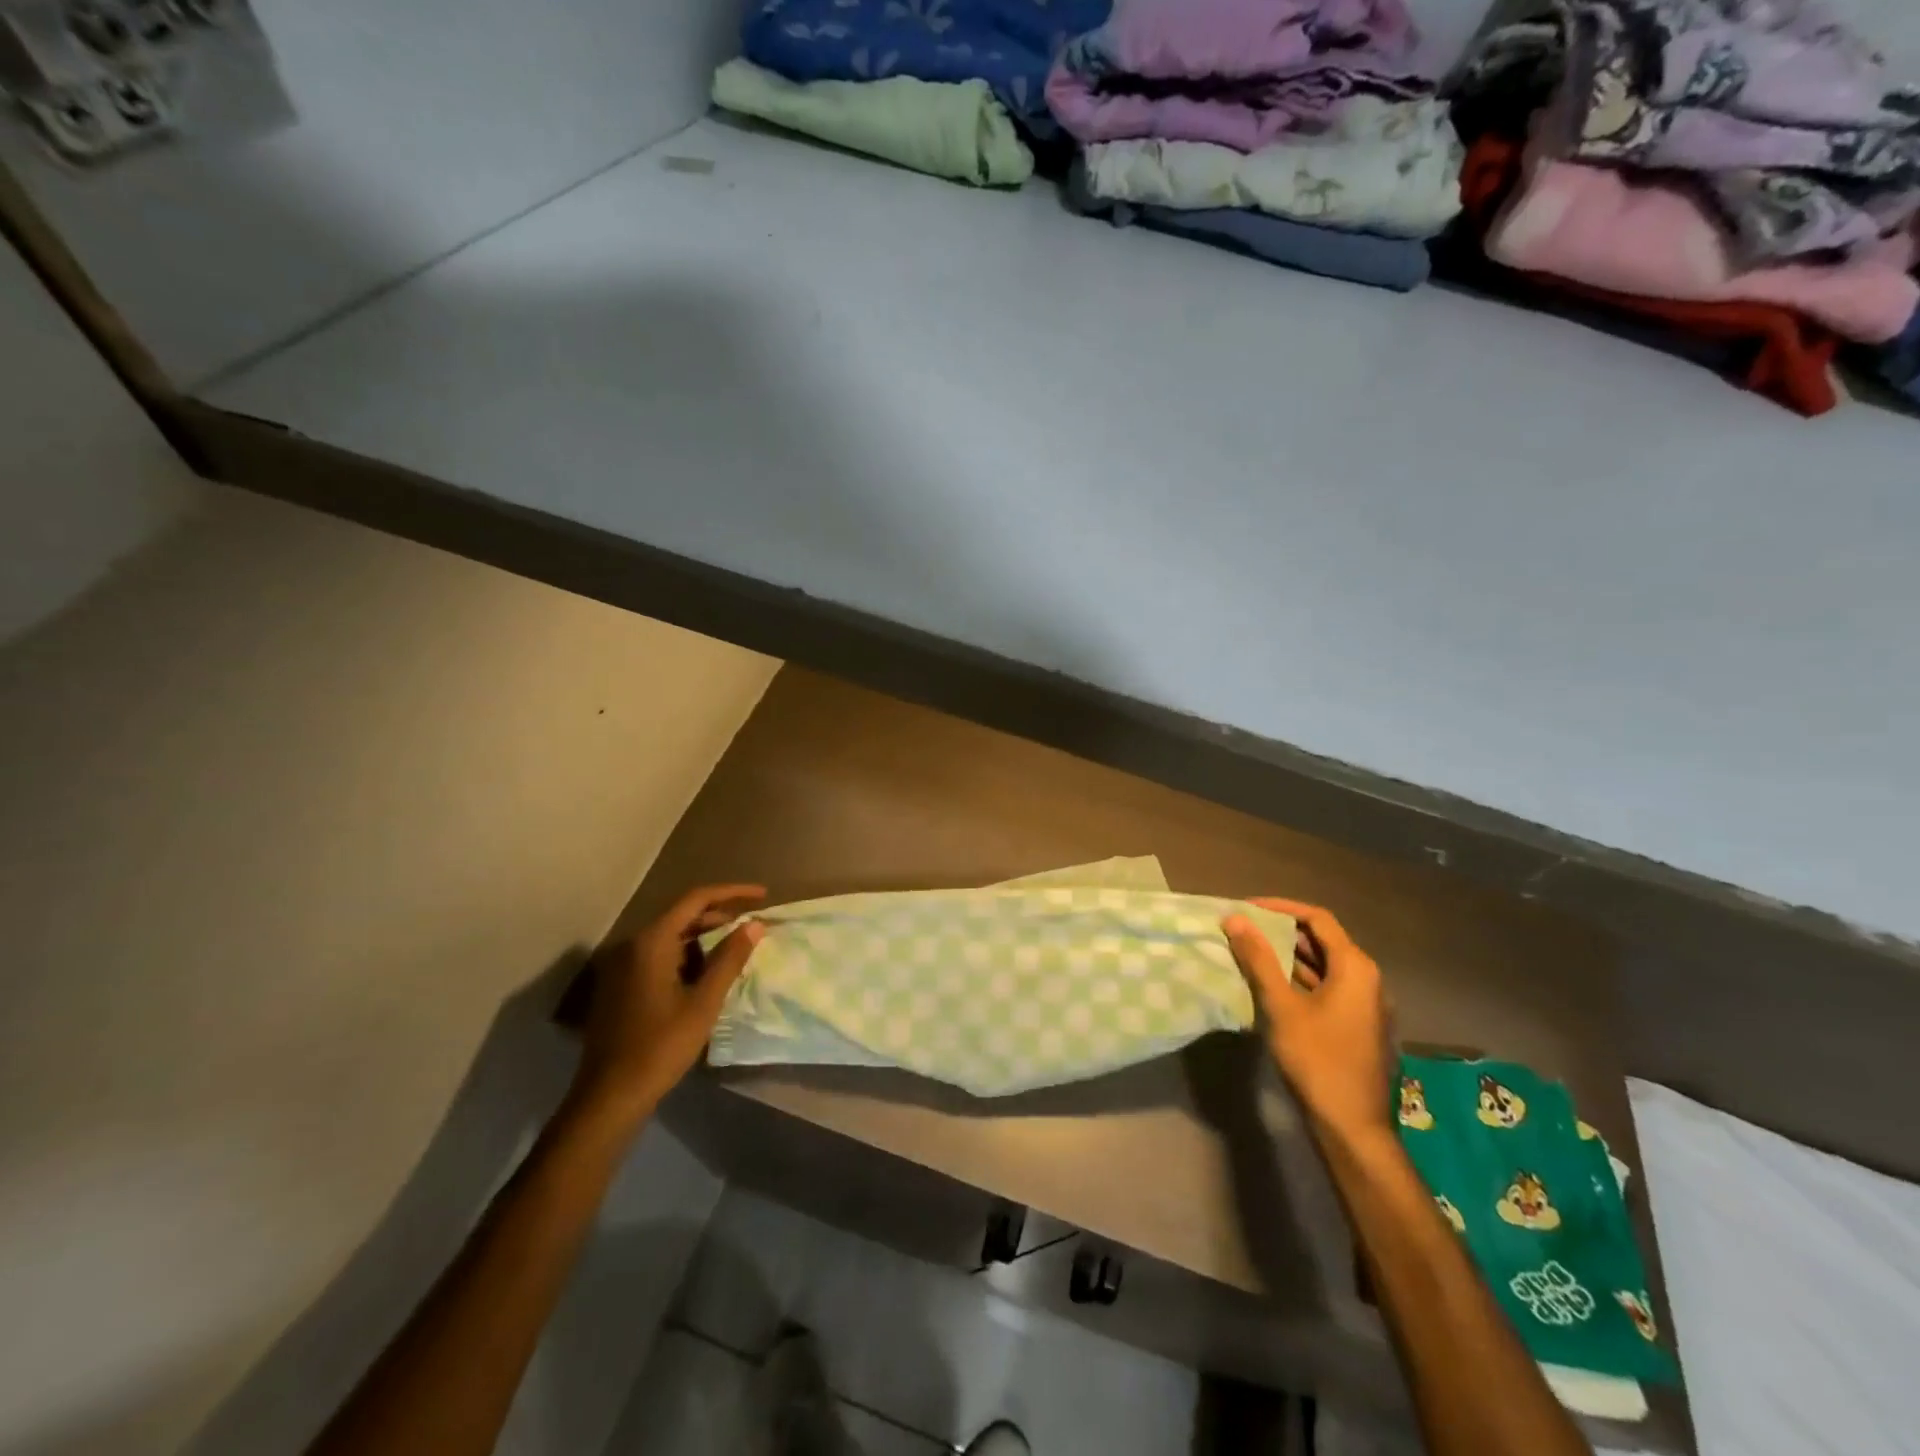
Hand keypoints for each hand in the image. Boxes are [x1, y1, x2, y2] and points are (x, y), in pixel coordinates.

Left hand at [573, 884, 766, 1117]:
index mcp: (651, 942)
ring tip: (736, 947)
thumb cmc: (660, 1046)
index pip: (696, 899)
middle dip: (720, 915)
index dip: (732, 892)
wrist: (609, 1096)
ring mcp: (623, 965)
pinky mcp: (621, 985)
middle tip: (752, 925)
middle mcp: (633, 945)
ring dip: (704, 937)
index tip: (762, 895)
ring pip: (671, 936)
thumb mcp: (704, 1002)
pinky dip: (687, 954)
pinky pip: (659, 955)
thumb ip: (730, 958)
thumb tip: (754, 924)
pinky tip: (706, 972)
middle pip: (682, 915)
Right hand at [1223, 899, 1395, 1146]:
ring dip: (1289, 956)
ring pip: (1324, 966)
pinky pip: (1328, 987)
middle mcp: (1367, 979)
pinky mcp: (1358, 1024)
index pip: (1317, 919)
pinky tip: (1272, 986)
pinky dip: (1300, 979)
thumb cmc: (1317, 1060)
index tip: (1247, 908)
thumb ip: (1259, 959)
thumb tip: (1235, 919)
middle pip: (1323, 940)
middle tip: (1244, 929)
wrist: (1352, 1126)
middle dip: (1282, 931)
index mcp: (1355, 967)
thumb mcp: (1281, 1006)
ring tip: (1250, 952)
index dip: (1281, 908)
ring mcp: (1366, 1004)